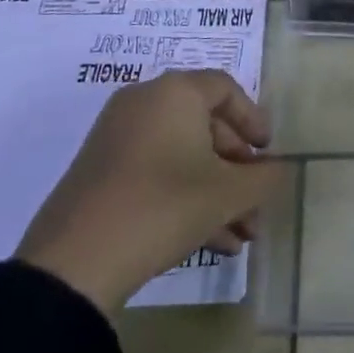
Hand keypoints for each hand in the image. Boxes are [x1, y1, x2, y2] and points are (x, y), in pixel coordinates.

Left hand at [17, 69, 281, 314]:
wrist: (74, 263)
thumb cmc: (162, 207)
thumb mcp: (227, 194)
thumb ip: (264, 177)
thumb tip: (279, 169)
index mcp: (175, 92)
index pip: (226, 89)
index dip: (254, 120)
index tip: (269, 153)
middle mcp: (144, 103)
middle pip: (205, 125)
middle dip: (237, 168)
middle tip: (256, 202)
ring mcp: (118, 137)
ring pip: (183, 155)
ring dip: (216, 191)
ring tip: (242, 235)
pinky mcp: (101, 172)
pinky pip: (156, 171)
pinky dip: (185, 196)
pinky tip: (212, 242)